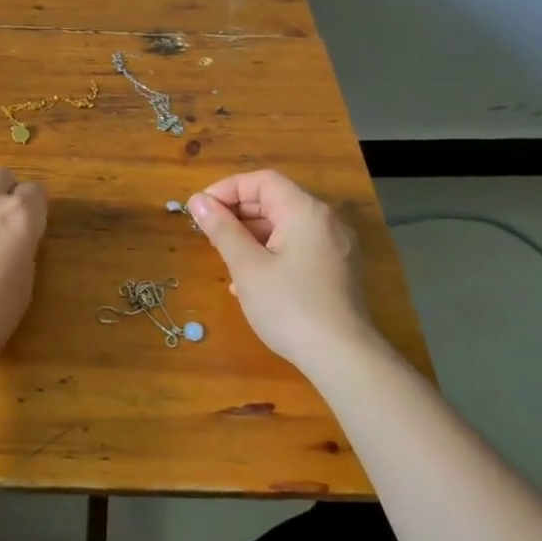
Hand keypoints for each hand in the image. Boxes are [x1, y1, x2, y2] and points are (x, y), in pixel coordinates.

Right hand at [188, 170, 386, 372]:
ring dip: (251, 235)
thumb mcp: (247, 266)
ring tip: (225, 257)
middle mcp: (325, 221)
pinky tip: (251, 280)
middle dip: (238, 212)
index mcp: (305, 211)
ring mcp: (335, 247)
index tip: (201, 209)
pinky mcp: (337, 271)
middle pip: (275, 200)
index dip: (228, 189)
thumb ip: (221, 229)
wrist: (343, 359)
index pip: (262, 181)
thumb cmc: (290, 307)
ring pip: (285, 226)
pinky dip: (271, 252)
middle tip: (208, 233)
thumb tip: (198, 201)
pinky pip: (298, 247)